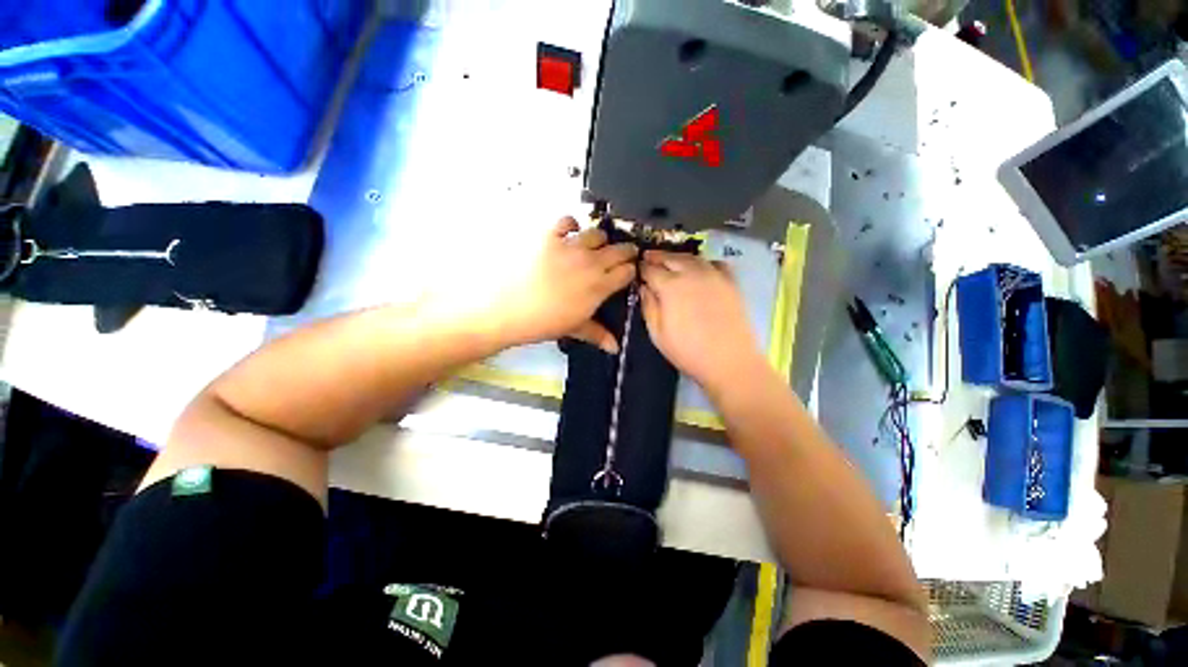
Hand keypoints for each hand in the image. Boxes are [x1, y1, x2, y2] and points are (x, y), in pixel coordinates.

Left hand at [471, 217, 636, 352]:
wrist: (506, 309)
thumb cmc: (542, 322)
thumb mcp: (573, 328)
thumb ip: (598, 334)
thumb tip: (615, 348)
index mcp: (599, 286)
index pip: (627, 271)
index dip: (630, 271)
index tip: (627, 272)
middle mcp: (590, 262)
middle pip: (619, 249)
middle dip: (625, 251)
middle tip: (621, 255)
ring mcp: (570, 246)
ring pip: (597, 233)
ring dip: (600, 240)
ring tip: (593, 246)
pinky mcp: (549, 235)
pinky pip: (567, 221)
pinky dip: (571, 225)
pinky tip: (568, 234)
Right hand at [639, 250, 764, 389]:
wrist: (729, 361)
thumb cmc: (687, 351)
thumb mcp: (657, 333)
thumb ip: (648, 306)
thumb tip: (644, 287)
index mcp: (670, 286)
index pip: (651, 269)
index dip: (641, 268)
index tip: (636, 269)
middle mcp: (692, 273)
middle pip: (671, 257)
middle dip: (657, 256)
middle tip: (648, 257)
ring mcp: (714, 275)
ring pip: (692, 257)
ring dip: (678, 257)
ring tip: (670, 261)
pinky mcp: (730, 282)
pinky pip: (715, 263)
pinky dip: (703, 262)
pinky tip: (700, 268)